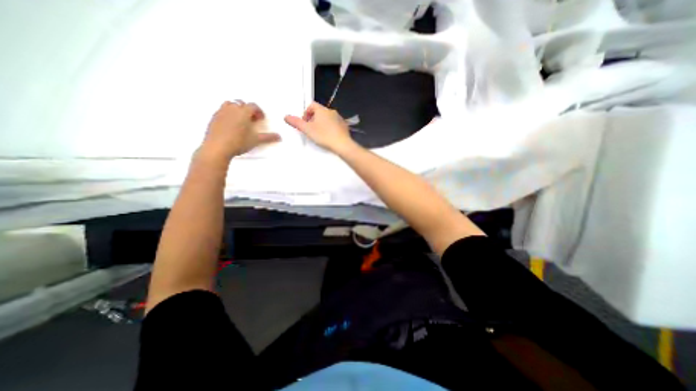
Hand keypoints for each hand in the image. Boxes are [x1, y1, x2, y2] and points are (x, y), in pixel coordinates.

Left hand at [199, 99, 278, 163]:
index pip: (253, 106)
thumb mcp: (256, 140)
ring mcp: (221, 112)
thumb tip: (279, 137)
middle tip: (251, 120)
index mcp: (243, 112)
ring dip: (237, 109)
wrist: (217, 147)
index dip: (259, 111)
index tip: (261, 119)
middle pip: (241, 103)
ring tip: (240, 120)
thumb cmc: (239, 142)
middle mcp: (232, 108)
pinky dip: (228, 114)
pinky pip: (222, 110)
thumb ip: (268, 137)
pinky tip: (230, 125)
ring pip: (230, 104)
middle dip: (248, 109)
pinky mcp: (213, 118)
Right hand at [283, 102, 353, 151]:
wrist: (342, 144)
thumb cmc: (324, 135)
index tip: (305, 123)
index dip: (306, 113)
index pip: (311, 105)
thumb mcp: (307, 130)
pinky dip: (330, 128)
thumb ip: (296, 123)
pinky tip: (329, 137)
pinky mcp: (344, 126)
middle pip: (319, 112)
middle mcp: (331, 111)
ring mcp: (339, 118)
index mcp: (322, 110)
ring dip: (322, 124)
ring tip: (320, 134)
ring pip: (328, 118)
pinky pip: (335, 124)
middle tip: (311, 129)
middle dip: (313, 119)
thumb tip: (286, 117)